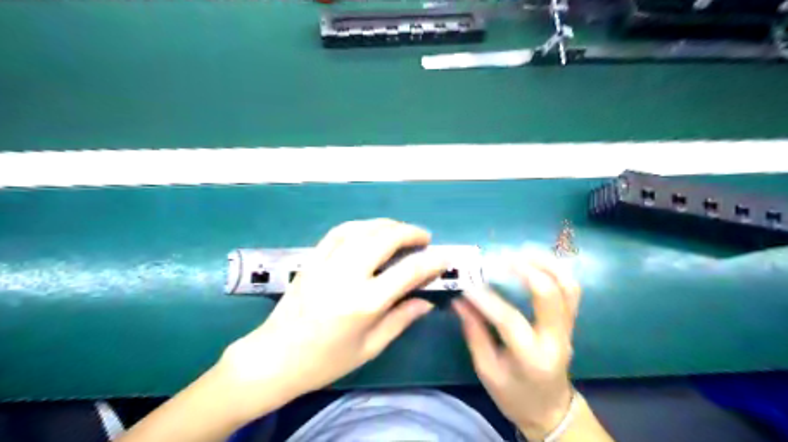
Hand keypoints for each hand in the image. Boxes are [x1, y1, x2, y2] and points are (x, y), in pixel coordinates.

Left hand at [218, 220, 445, 415]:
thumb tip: (427, 301)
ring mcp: (326, 263)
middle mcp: (347, 276)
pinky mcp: (311, 259)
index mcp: (364, 303)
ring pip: (363, 229)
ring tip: (401, 230)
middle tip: (424, 238)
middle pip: (385, 238)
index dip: (431, 261)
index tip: (443, 257)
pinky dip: (359, 225)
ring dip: (387, 225)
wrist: (275, 357)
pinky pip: (338, 231)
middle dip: (410, 232)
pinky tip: (369, 229)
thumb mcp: (370, 348)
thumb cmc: (325, 361)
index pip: (408, 271)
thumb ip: (401, 319)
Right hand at [453, 261, 580, 440]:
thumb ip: (474, 332)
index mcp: (532, 358)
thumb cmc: (515, 395)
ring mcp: (568, 328)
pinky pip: (570, 289)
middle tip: (500, 257)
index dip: (486, 299)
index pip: (510, 320)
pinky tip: (535, 261)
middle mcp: (556, 339)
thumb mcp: (487, 370)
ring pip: (567, 286)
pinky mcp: (570, 322)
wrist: (551, 410)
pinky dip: (555, 269)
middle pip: (550, 295)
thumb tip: (459, 300)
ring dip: (545, 263)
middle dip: (525, 270)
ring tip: (520, 252)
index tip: (466, 284)